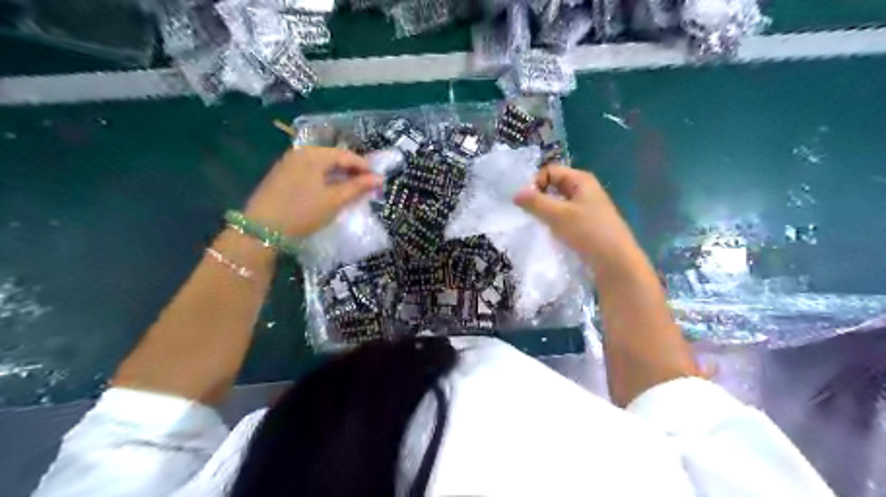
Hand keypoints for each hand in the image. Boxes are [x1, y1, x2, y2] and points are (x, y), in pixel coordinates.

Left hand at [243, 145, 381, 236]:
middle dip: (351, 171)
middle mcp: (300, 153)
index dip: (364, 167)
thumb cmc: (303, 212)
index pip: (346, 155)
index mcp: (314, 154)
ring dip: (338, 176)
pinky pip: (309, 172)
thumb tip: (379, 179)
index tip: (378, 180)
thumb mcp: (334, 201)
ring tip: (350, 190)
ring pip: (320, 165)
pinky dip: (324, 179)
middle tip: (366, 186)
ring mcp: (288, 163)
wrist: (261, 229)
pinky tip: (329, 192)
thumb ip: (358, 187)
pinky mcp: (281, 176)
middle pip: (332, 158)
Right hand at [512, 162, 637, 264]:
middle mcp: (585, 189)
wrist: (615, 262)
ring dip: (546, 212)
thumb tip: (515, 193)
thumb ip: (535, 202)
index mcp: (581, 180)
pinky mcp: (587, 224)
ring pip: (559, 203)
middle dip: (539, 198)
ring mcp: (587, 207)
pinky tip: (553, 234)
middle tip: (531, 215)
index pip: (550, 171)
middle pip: (554, 186)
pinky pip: (565, 216)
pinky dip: (555, 222)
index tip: (527, 203)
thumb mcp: (558, 215)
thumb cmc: (587, 232)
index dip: (536, 183)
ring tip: (541, 226)